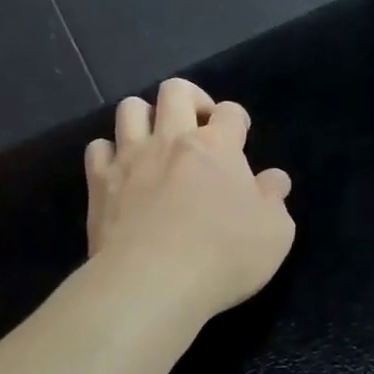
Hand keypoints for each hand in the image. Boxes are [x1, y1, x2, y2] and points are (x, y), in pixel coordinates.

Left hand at [85, 79, 295, 316]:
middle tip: (200, 127)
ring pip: (130, 108)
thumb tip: (273, 179)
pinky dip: (110, 152)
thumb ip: (274, 199)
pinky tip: (121, 171)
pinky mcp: (99, 183)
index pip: (230, 111)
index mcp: (218, 146)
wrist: (152, 282)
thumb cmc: (224, 256)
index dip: (237, 119)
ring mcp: (131, 158)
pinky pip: (98, 148)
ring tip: (157, 141)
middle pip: (175, 91)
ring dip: (146, 117)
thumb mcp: (275, 232)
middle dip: (191, 99)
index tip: (240, 138)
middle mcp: (172, 140)